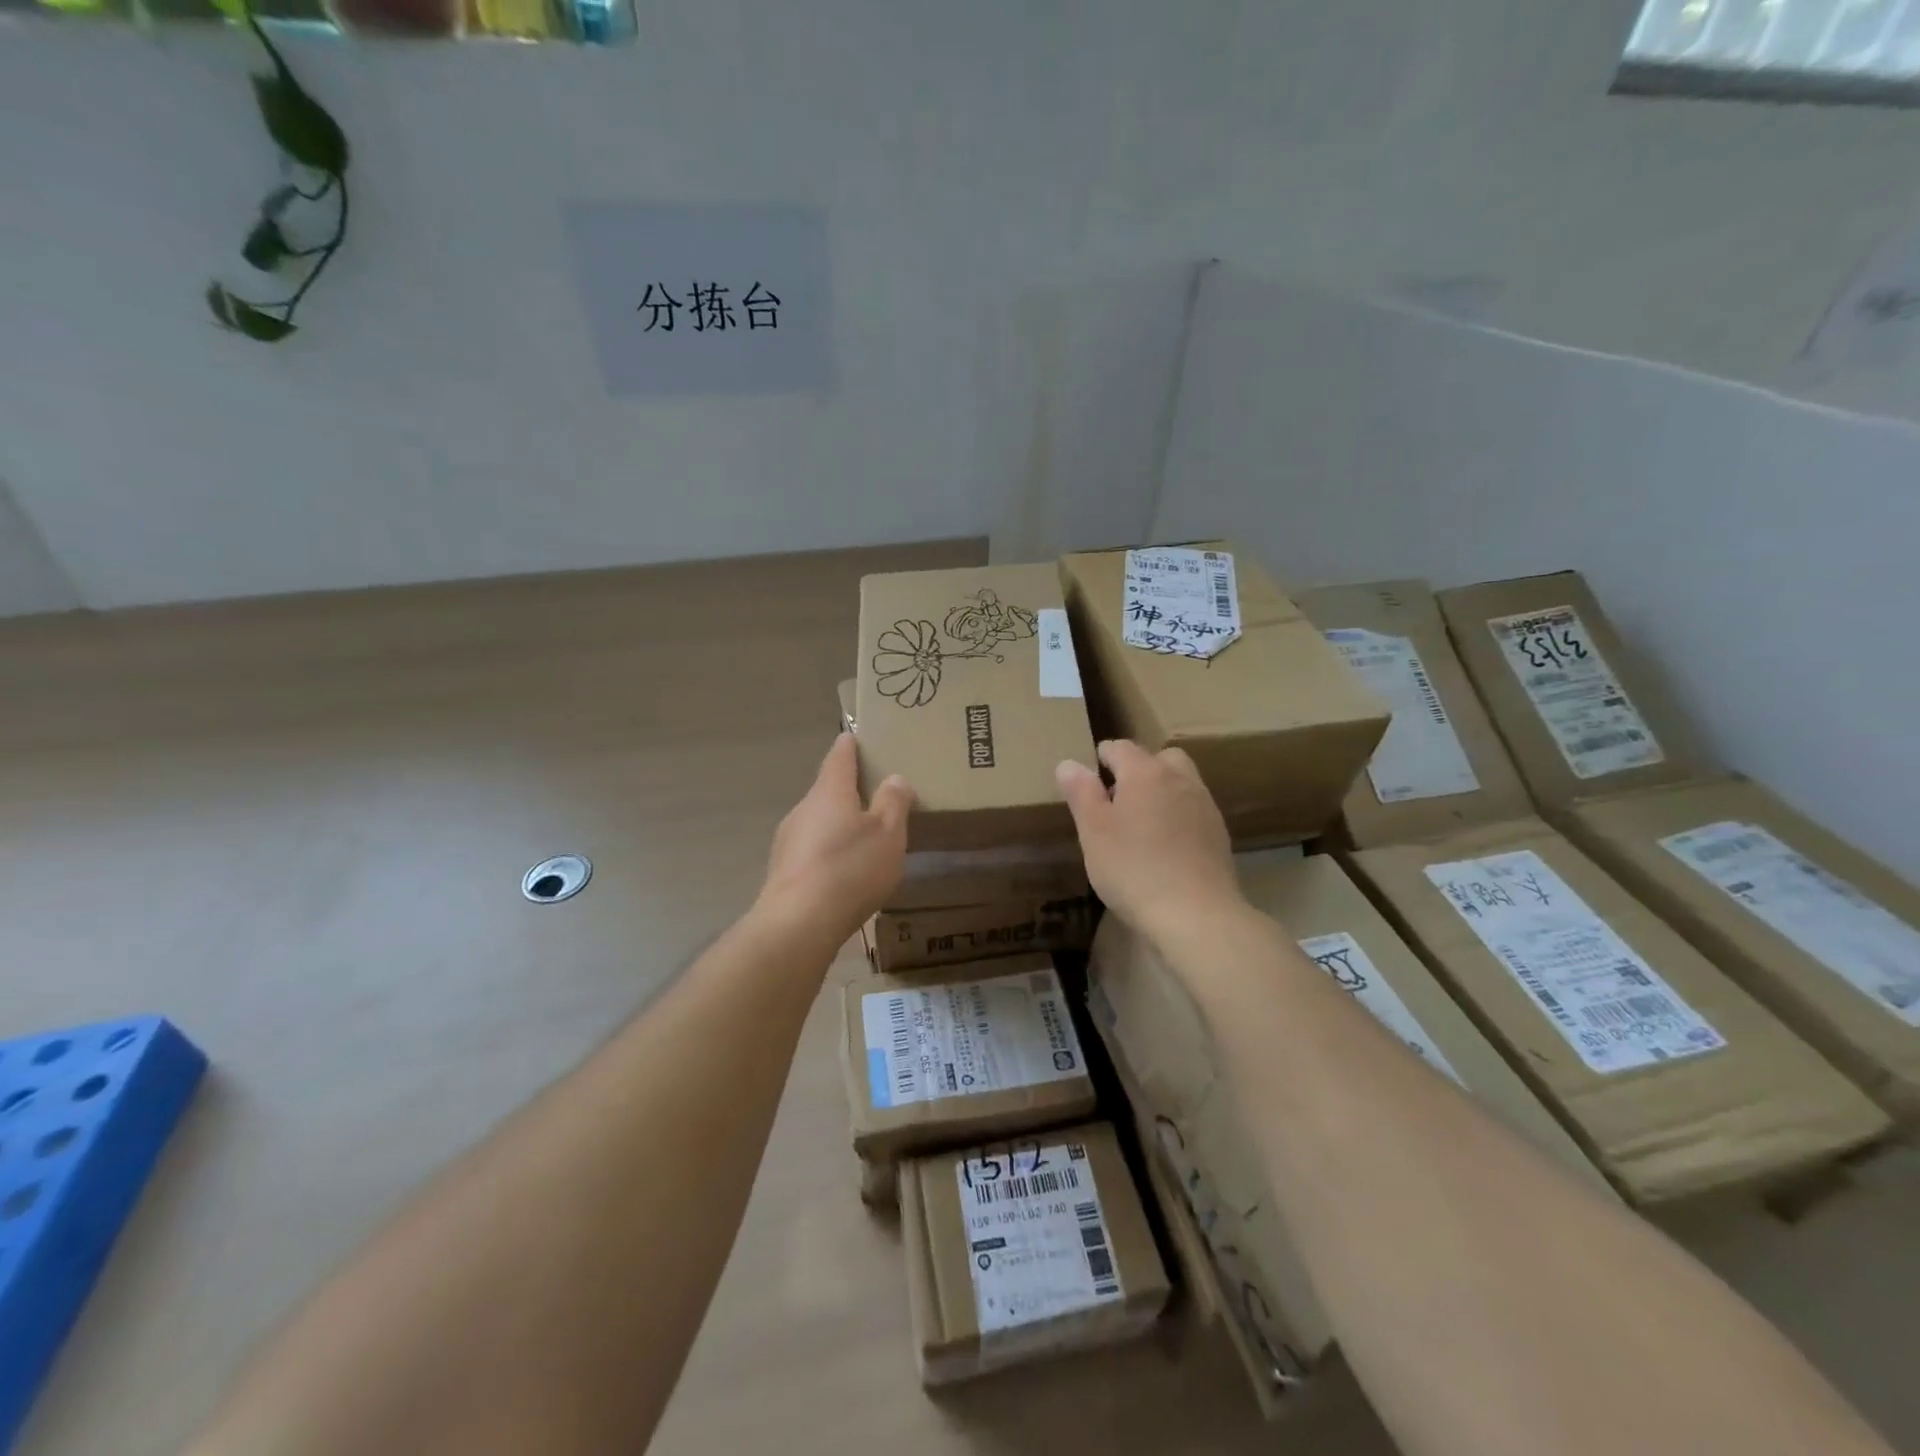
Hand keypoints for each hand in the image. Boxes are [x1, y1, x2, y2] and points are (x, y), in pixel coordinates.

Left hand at [758, 733, 913, 940]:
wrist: (798, 924)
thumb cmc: (850, 869)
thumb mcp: (888, 834)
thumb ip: (894, 802)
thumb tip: (895, 779)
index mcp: (830, 791)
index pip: (840, 755)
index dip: (851, 745)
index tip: (860, 738)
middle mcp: (804, 808)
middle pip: (829, 789)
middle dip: (851, 791)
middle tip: (879, 796)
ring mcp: (789, 840)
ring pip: (820, 821)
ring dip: (841, 824)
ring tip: (867, 839)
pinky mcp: (784, 870)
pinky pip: (813, 850)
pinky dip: (830, 852)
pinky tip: (846, 873)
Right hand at [1056, 740, 1242, 939]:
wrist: (1196, 914)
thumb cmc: (1133, 868)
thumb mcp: (1094, 831)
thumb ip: (1081, 793)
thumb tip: (1069, 764)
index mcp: (1146, 773)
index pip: (1121, 748)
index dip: (1102, 756)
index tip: (1090, 772)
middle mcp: (1180, 780)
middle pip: (1161, 758)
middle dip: (1140, 768)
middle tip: (1118, 795)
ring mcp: (1205, 807)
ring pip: (1182, 783)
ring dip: (1162, 791)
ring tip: (1141, 821)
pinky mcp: (1219, 836)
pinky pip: (1194, 811)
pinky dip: (1178, 816)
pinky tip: (1165, 845)